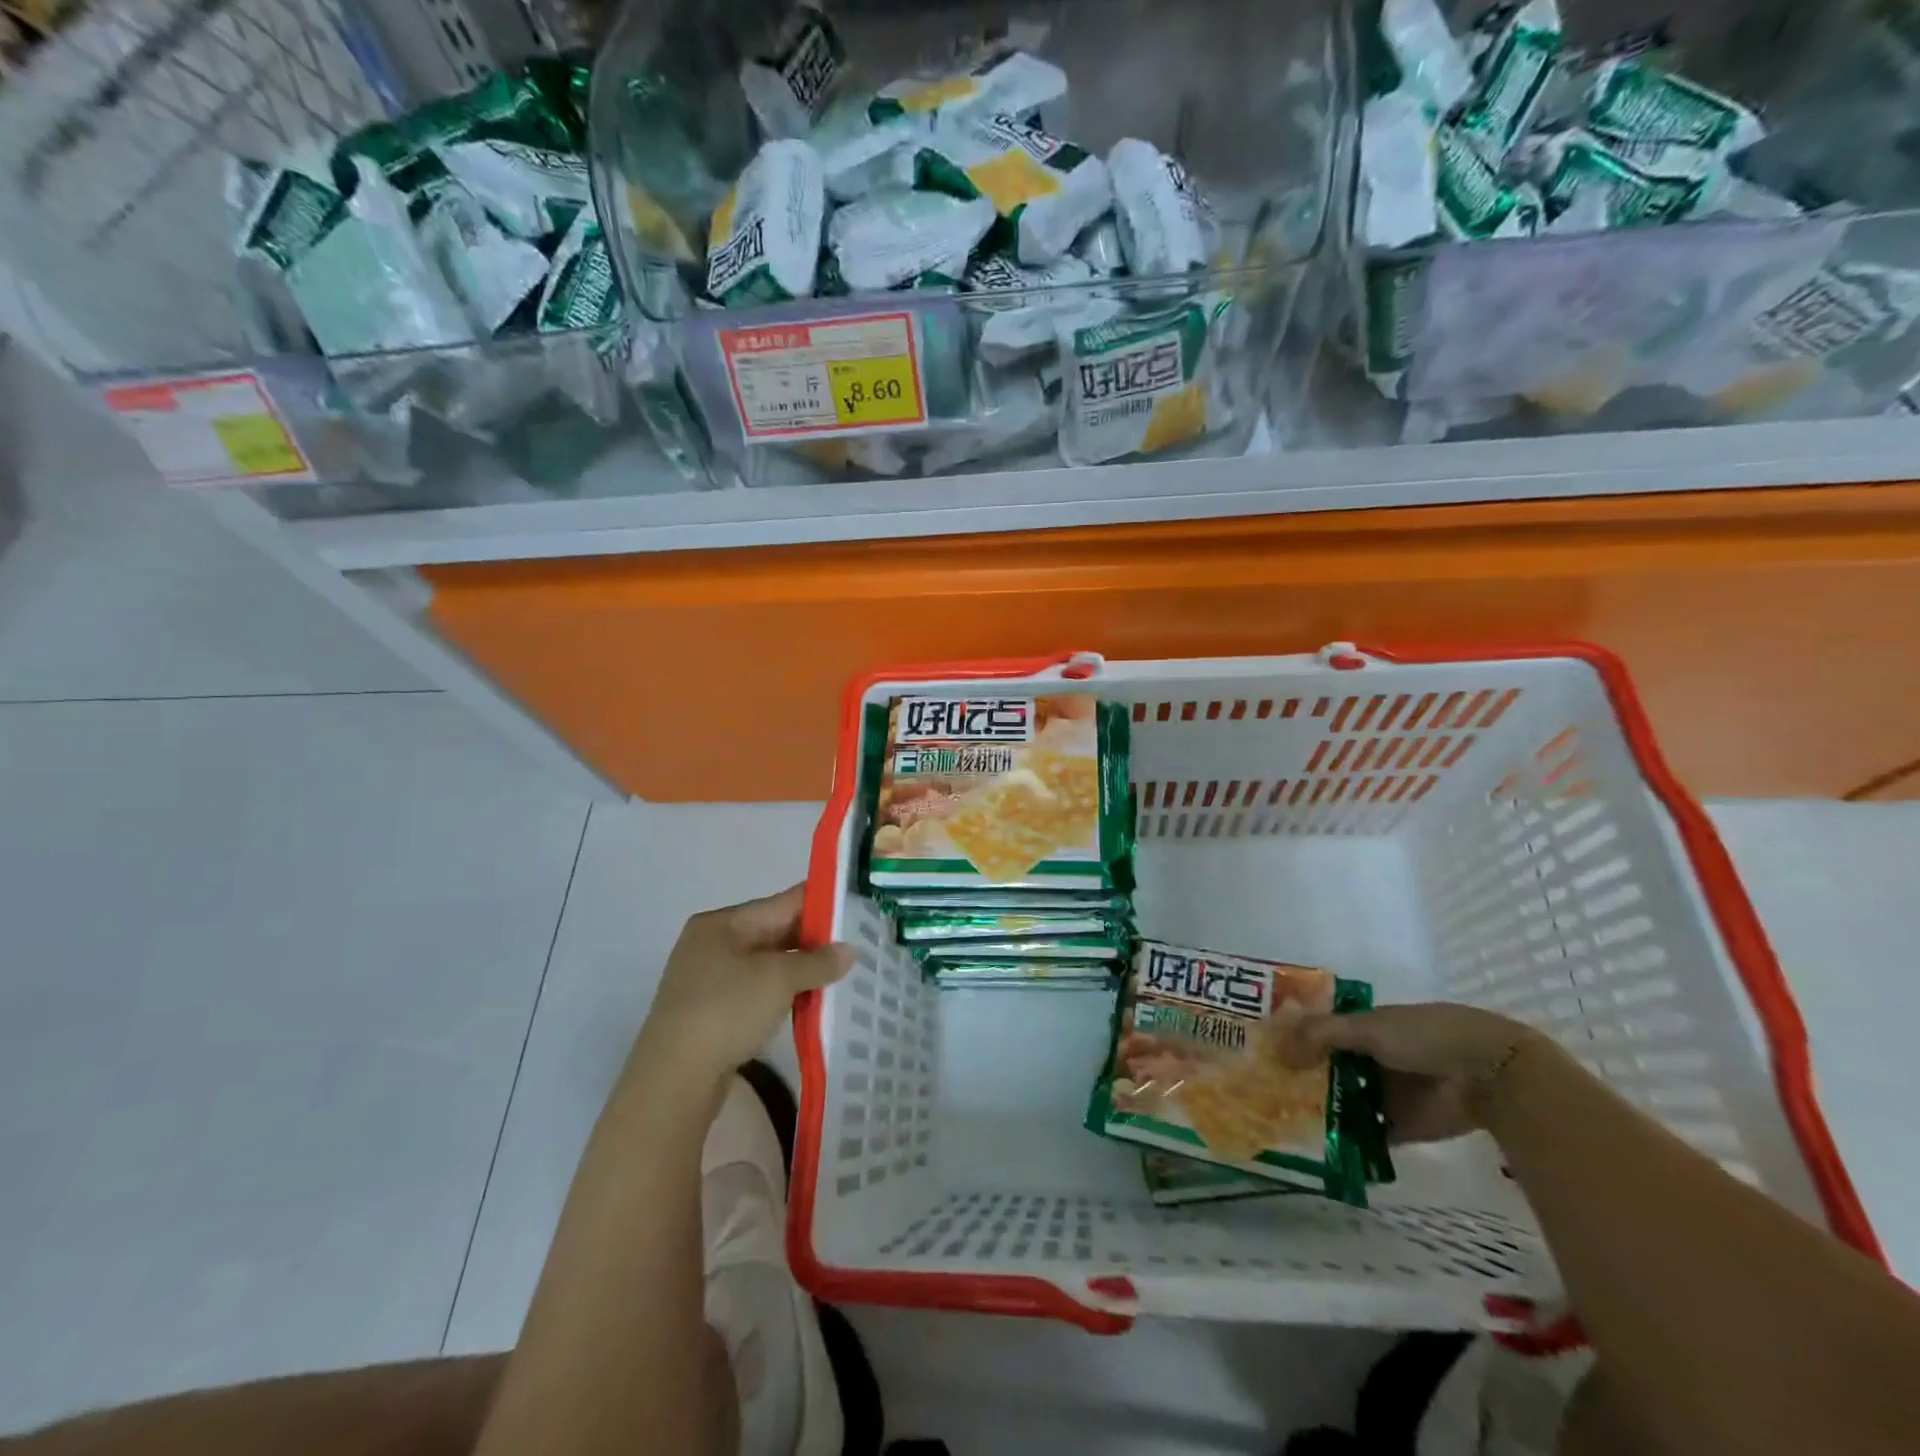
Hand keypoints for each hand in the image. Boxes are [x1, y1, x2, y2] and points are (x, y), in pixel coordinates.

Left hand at [633, 886, 850, 1087]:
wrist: (674, 1080)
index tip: (855, 907)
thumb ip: (818, 961)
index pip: (781, 903)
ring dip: (800, 969)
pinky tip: (808, 1001)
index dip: (820, 904)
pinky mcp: (710, 1011)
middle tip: (855, 945)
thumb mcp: (779, 979)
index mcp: (722, 923)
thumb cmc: (727, 1010)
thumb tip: (849, 950)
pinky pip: (756, 990)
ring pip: (766, 963)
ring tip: (839, 975)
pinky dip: (782, 992)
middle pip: (773, 932)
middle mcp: (711, 943)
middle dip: (813, 941)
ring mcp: (707, 979)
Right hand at [1285, 1003, 1541, 1143]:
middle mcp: (1370, 1058)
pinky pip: (1364, 1132)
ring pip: (1342, 1100)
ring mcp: (1385, 1093)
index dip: (1293, 1041)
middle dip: (1300, 1078)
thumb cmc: (1423, 1036)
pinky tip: (1313, 1145)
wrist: (1487, 1074)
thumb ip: (1320, 1036)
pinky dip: (1344, 1138)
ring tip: (1279, 1121)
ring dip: (1318, 1109)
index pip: (1319, 1033)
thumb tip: (1277, 1050)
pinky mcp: (1399, 1126)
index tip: (1262, 1053)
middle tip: (1262, 1091)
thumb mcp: (1366, 1027)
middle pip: (1327, 1068)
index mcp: (1364, 1027)